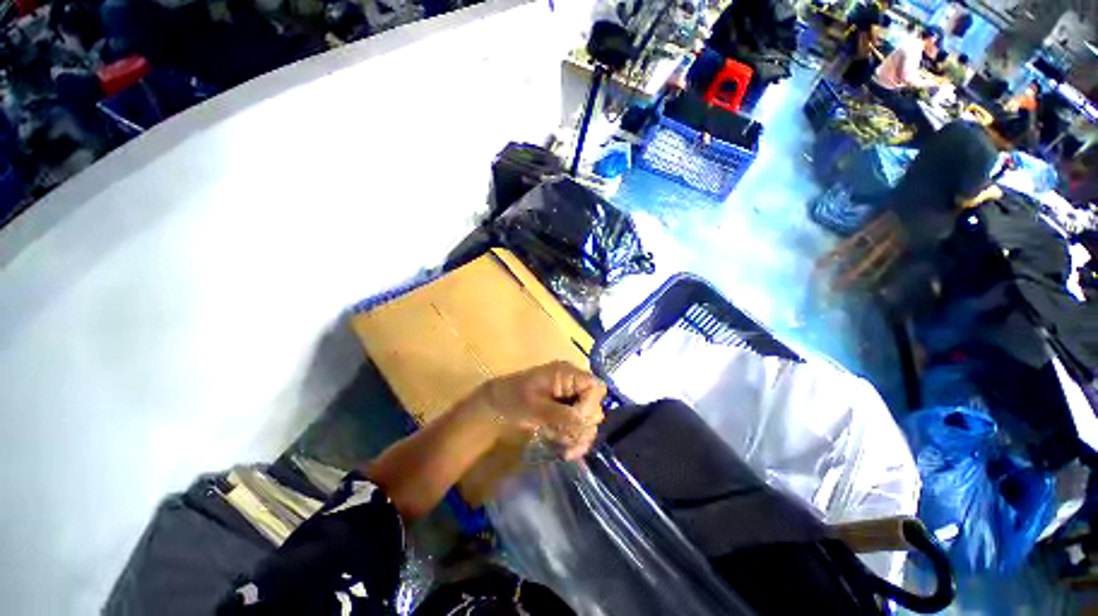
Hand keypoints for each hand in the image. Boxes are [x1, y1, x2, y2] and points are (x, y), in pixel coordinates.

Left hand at [477, 361, 605, 460]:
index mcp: (567, 374)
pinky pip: (580, 427)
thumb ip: (563, 414)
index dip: (590, 406)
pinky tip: (565, 451)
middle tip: (564, 438)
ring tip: (563, 449)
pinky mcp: (566, 410)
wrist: (496, 405)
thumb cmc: (513, 400)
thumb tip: (587, 421)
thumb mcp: (536, 407)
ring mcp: (570, 398)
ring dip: (578, 437)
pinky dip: (575, 440)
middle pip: (595, 406)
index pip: (595, 387)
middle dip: (582, 426)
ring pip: (589, 420)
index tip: (574, 422)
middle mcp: (573, 384)